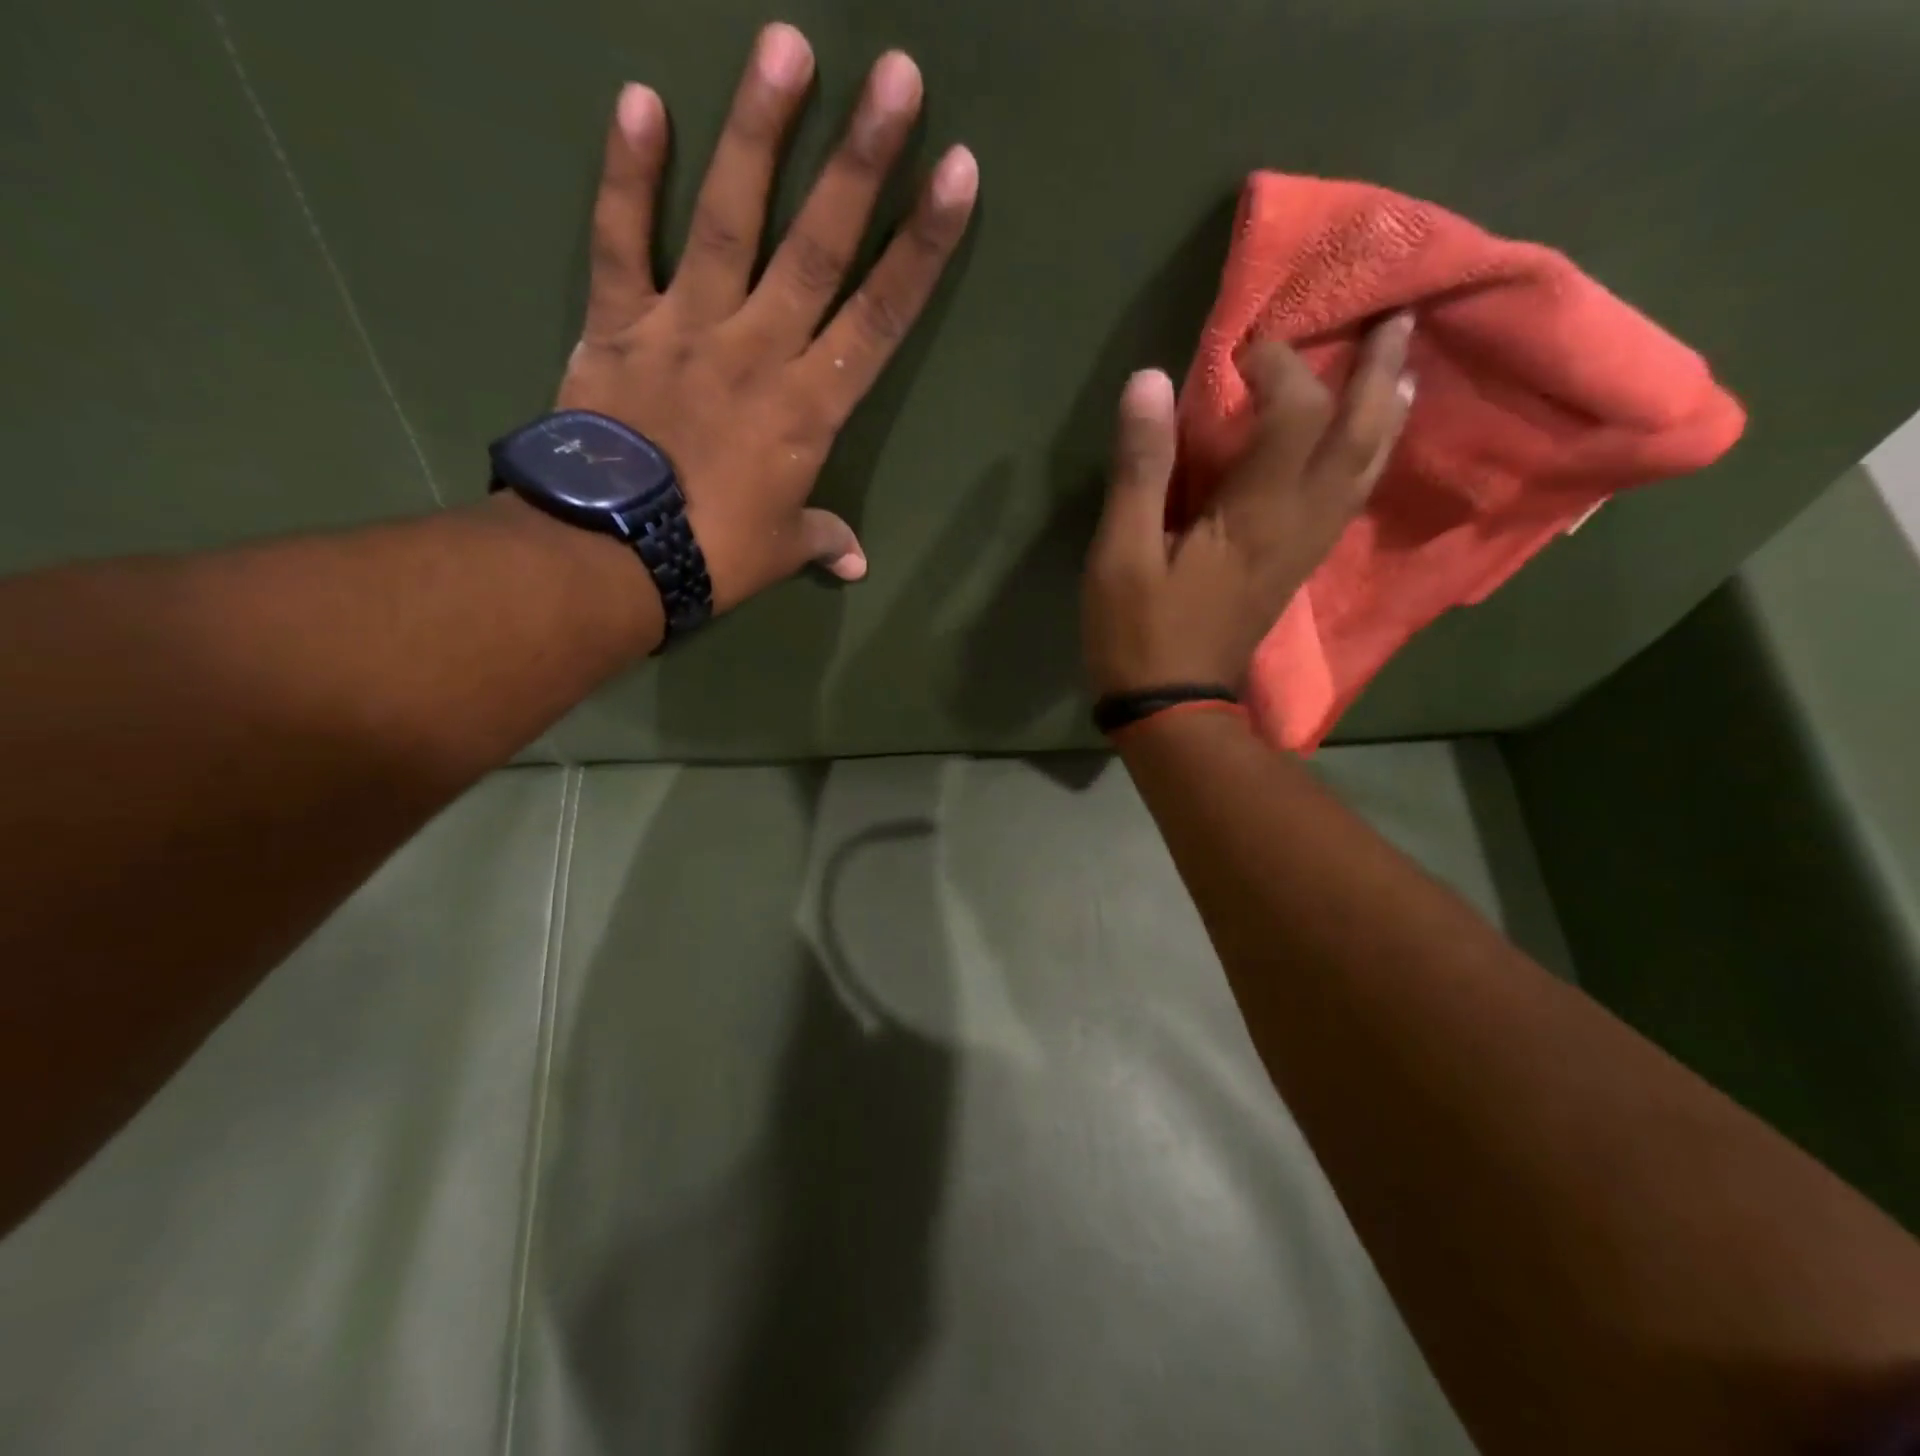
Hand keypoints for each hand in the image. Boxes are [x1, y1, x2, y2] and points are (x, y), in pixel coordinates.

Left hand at [555, 25, 978, 611]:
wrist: (613, 554)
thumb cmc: (714, 554)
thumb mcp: (782, 551)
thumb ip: (823, 540)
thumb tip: (858, 562)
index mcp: (809, 408)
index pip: (880, 318)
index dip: (921, 247)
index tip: (957, 173)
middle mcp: (757, 350)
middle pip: (818, 248)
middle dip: (861, 162)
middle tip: (895, 73)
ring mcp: (685, 327)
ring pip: (728, 221)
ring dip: (758, 133)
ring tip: (786, 46)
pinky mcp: (618, 324)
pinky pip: (621, 241)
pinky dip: (628, 176)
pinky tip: (641, 100)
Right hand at [1081, 316, 1415, 695]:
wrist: (1173, 709)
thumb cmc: (1140, 633)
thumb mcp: (1121, 554)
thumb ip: (1141, 469)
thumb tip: (1150, 382)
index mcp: (1257, 514)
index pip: (1294, 414)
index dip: (1278, 367)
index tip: (1245, 347)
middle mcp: (1300, 523)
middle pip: (1359, 437)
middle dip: (1378, 374)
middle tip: (1397, 319)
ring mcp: (1306, 549)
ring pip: (1366, 471)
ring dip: (1388, 414)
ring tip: (1403, 370)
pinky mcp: (1296, 567)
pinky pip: (1348, 500)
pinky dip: (1366, 459)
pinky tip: (1364, 446)